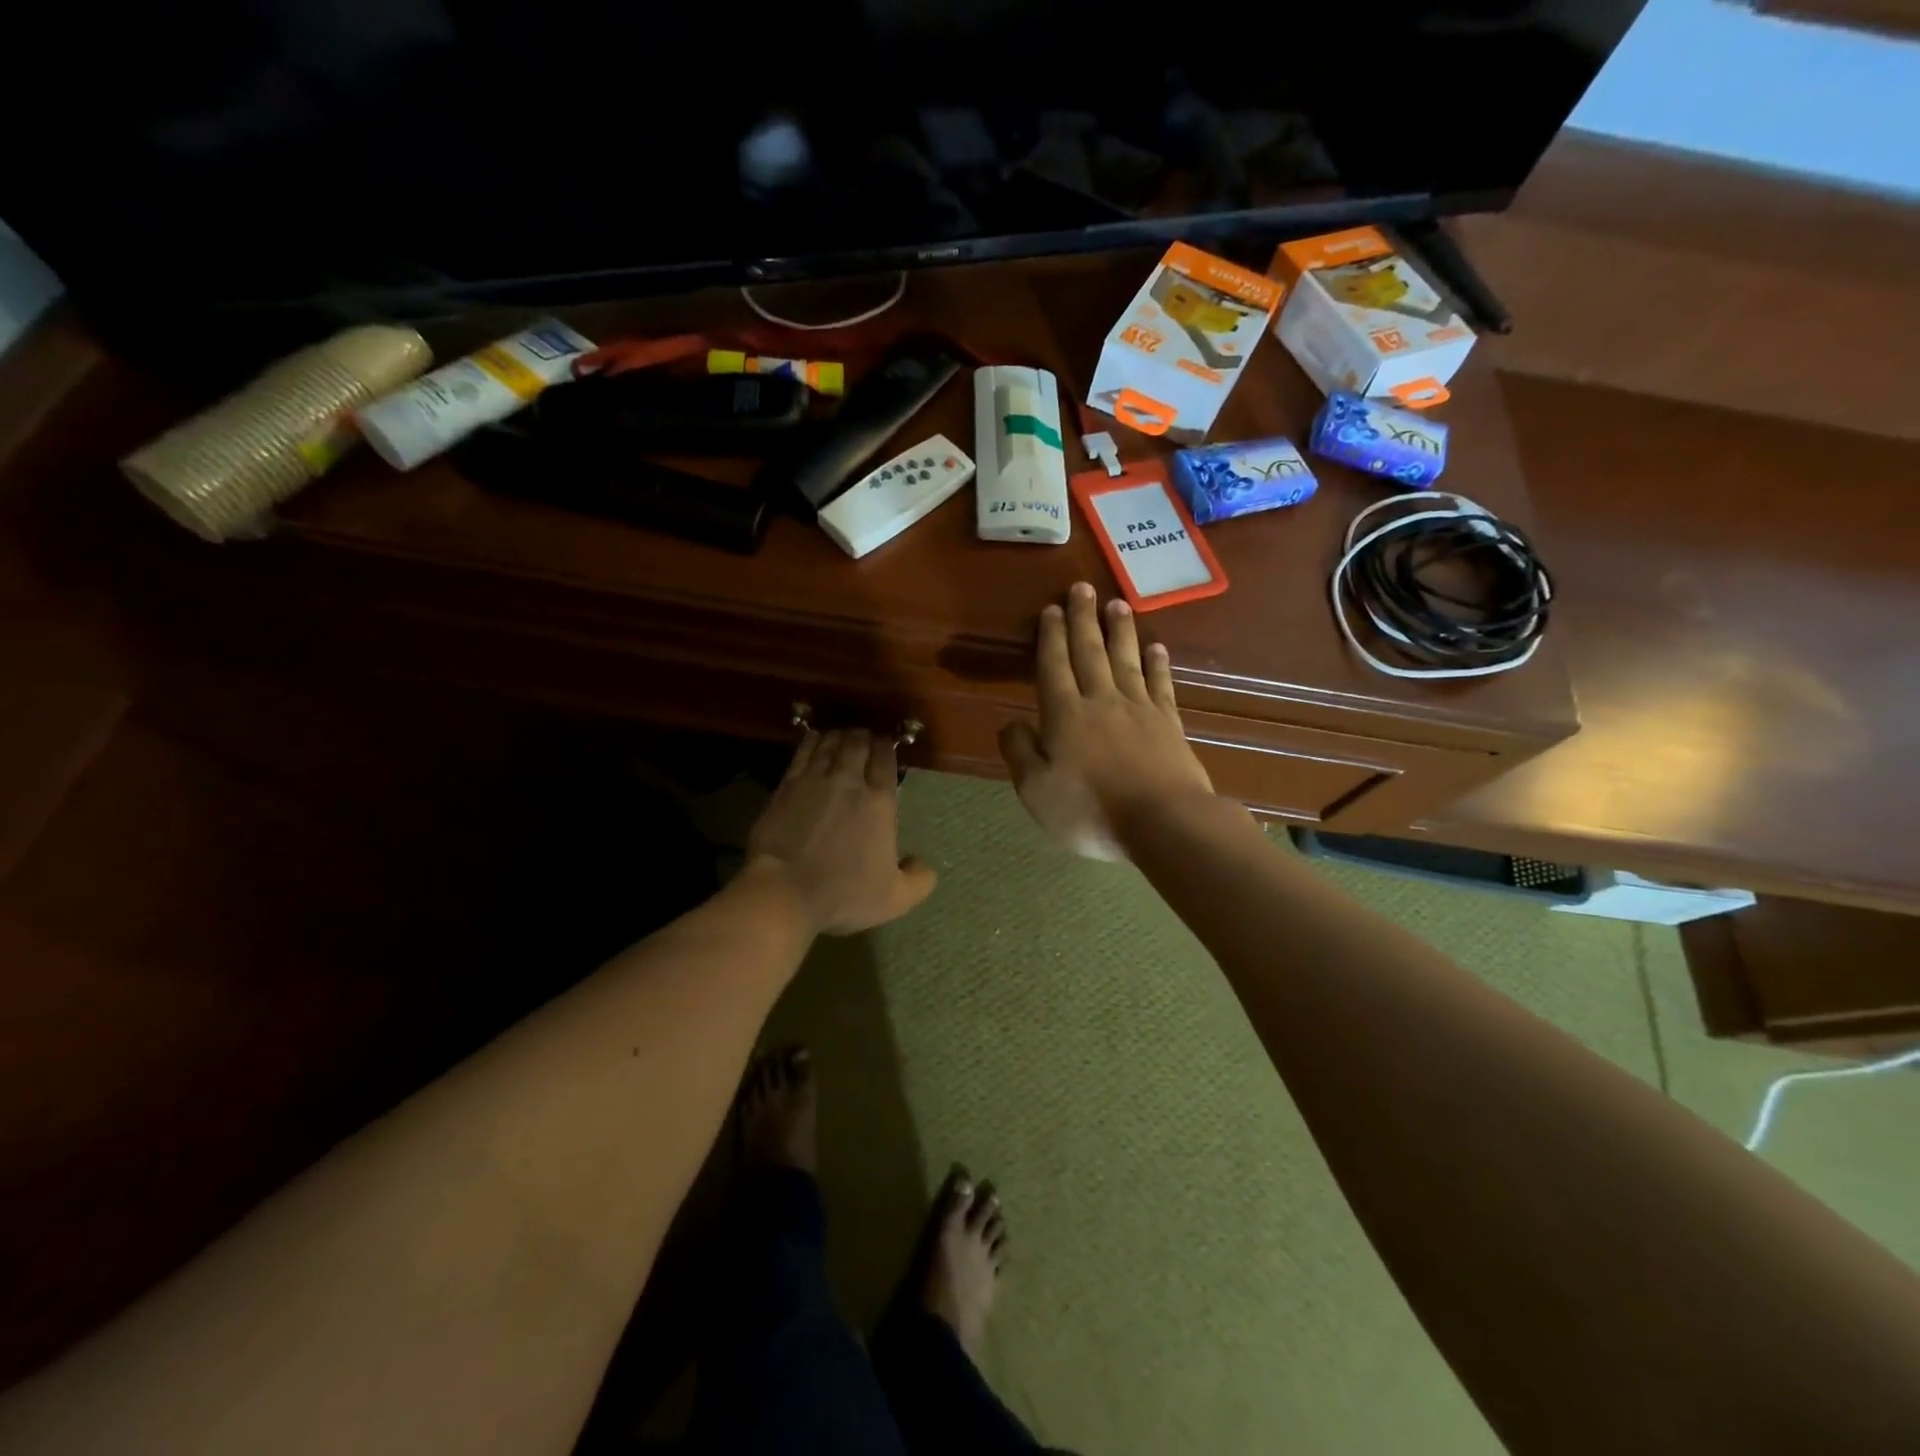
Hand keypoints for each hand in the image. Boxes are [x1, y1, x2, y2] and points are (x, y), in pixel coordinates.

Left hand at [747, 728, 937, 934]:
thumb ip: (919, 879)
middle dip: (864, 736)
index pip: (885, 759)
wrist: (784, 891)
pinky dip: (813, 740)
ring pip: (830, 743)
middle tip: (866, 737)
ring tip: (843, 735)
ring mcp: (814, 779)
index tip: (887, 743)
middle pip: (858, 743)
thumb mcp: (895, 898)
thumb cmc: (843, 894)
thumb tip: (923, 863)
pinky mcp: (786, 785)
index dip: (887, 746)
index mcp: (879, 801)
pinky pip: (803, 752)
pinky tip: (815, 738)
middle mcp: (849, 781)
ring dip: (840, 735)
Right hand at [999, 582, 1214, 859]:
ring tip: (1117, 603)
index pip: (1054, 666)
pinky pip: (1160, 684)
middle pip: (1091, 652)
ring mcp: (1139, 709)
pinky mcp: (1169, 724)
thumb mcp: (1036, 791)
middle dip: (1083, 619)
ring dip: (1120, 630)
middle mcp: (1101, 701)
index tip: (1051, 609)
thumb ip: (1019, 753)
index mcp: (1065, 715)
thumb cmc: (1091, 811)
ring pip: (1126, 660)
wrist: (1164, 823)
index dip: (1051, 637)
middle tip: (1082, 588)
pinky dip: (1157, 663)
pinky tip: (1155, 648)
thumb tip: (1010, 723)